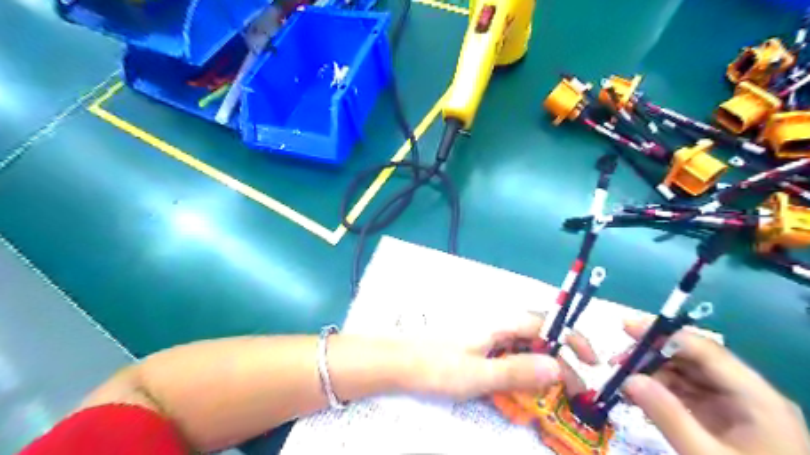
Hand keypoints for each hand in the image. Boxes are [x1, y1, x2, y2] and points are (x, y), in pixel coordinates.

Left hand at [412, 313, 592, 401]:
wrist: (396, 361)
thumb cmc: (436, 366)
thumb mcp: (479, 375)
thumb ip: (517, 371)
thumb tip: (558, 368)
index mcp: (498, 324)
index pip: (544, 326)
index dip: (571, 341)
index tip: (592, 363)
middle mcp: (493, 324)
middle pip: (534, 336)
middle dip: (557, 359)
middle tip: (571, 389)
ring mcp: (482, 335)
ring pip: (519, 347)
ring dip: (536, 366)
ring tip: (548, 392)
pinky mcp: (472, 346)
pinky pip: (503, 354)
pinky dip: (516, 369)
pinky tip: (515, 387)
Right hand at [622, 320, 809, 454]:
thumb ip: (668, 416)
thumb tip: (628, 378)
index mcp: (757, 398)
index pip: (706, 351)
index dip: (665, 335)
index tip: (626, 328)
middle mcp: (749, 394)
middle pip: (695, 360)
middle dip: (654, 357)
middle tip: (617, 362)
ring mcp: (738, 407)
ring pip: (689, 375)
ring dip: (654, 374)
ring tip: (623, 382)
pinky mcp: (726, 419)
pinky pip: (689, 394)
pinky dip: (662, 391)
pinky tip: (640, 397)